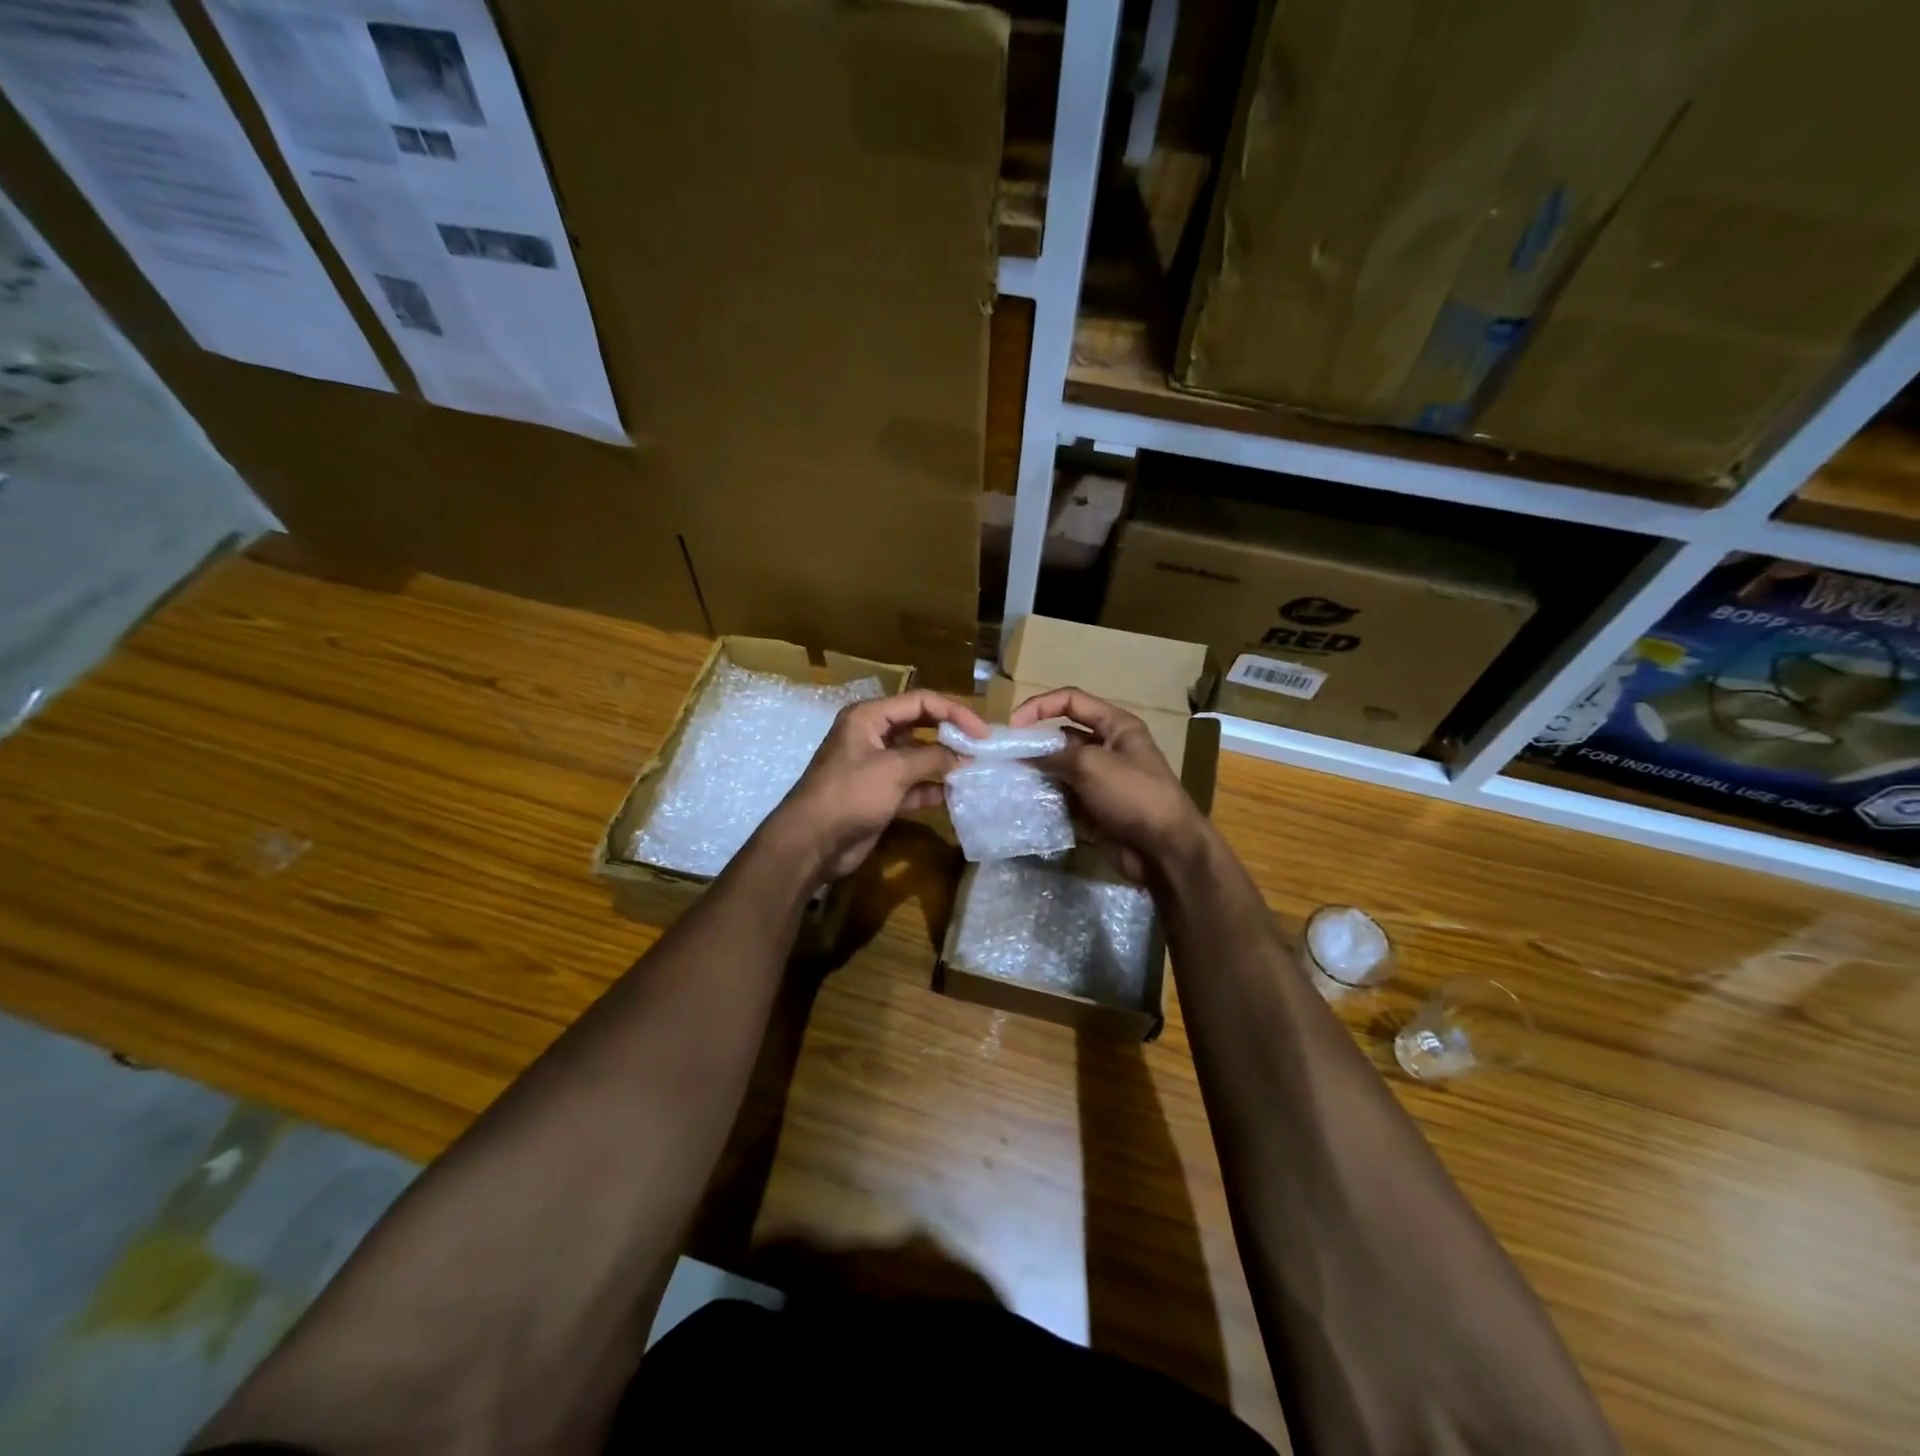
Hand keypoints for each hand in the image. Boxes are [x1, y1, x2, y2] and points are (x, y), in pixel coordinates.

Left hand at [768, 690, 989, 880]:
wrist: (812, 842)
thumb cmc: (850, 794)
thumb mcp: (894, 769)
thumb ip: (932, 758)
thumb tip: (963, 757)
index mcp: (869, 717)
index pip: (920, 702)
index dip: (954, 712)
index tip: (982, 733)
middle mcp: (872, 736)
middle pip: (920, 726)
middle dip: (950, 735)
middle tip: (982, 748)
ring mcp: (876, 767)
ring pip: (918, 757)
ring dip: (944, 764)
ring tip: (975, 771)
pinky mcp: (880, 795)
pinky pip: (913, 785)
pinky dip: (932, 789)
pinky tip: (956, 795)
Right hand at [1009, 687, 1208, 881]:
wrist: (1164, 850)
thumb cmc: (1134, 795)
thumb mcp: (1092, 765)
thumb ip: (1055, 756)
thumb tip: (1025, 757)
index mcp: (1116, 726)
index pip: (1071, 700)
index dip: (1040, 706)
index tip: (1014, 725)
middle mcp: (1108, 747)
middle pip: (1063, 735)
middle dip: (1035, 743)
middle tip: (1006, 757)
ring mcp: (1101, 779)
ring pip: (1060, 767)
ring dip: (1037, 771)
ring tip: (1010, 779)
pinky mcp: (1094, 806)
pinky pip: (1063, 794)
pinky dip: (1046, 796)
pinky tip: (1025, 801)